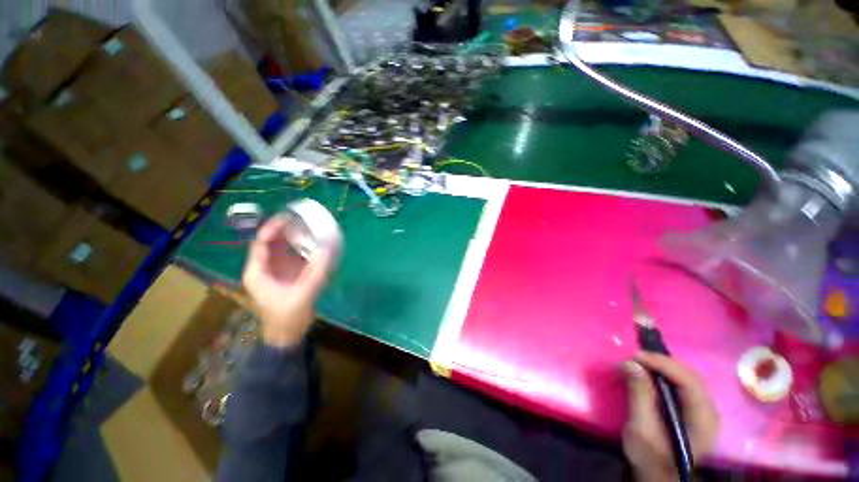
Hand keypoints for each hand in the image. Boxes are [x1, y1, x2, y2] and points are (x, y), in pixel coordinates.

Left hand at [243, 216, 333, 347]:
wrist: (288, 333)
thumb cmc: (287, 317)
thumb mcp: (302, 295)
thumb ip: (316, 274)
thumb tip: (328, 251)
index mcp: (258, 273)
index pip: (260, 244)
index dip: (271, 229)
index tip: (288, 219)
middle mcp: (265, 268)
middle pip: (271, 242)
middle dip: (284, 229)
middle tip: (302, 218)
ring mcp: (277, 270)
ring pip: (282, 247)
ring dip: (294, 236)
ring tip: (309, 226)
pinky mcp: (288, 273)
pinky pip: (293, 255)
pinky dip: (302, 247)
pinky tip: (314, 242)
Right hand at [622, 352, 719, 481]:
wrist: (659, 477)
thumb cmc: (651, 458)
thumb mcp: (641, 429)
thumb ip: (639, 396)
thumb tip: (631, 363)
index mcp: (702, 419)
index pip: (688, 381)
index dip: (662, 364)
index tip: (635, 355)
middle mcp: (709, 411)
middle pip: (690, 376)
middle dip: (662, 362)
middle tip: (635, 356)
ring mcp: (703, 411)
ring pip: (687, 378)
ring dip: (663, 366)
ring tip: (641, 361)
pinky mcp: (694, 412)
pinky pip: (682, 385)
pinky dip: (665, 374)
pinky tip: (651, 373)